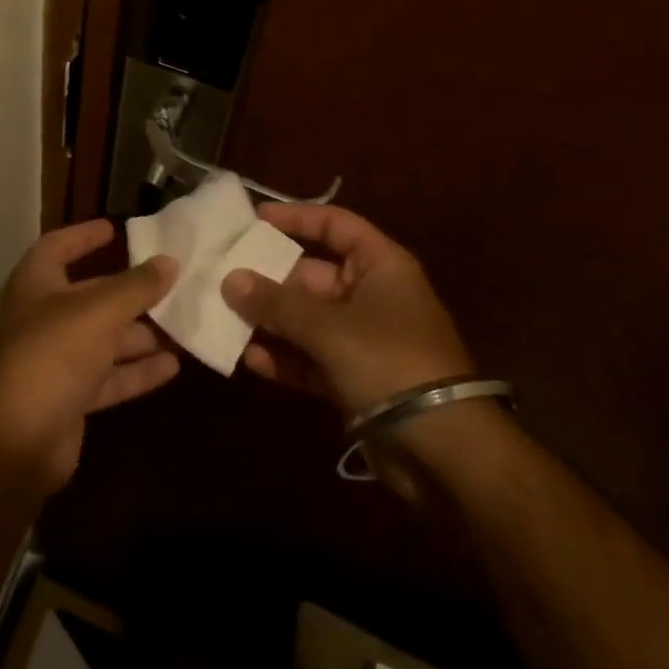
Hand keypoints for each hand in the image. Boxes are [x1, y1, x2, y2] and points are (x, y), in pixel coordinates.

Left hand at [0, 220, 179, 493]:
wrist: (19, 440)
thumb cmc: (53, 354)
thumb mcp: (99, 311)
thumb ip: (136, 286)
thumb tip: (170, 262)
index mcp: (37, 285)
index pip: (57, 247)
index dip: (83, 236)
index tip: (115, 228)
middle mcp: (44, 318)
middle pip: (90, 295)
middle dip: (128, 291)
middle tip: (170, 282)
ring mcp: (57, 361)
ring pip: (104, 339)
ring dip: (140, 333)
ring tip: (183, 324)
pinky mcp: (71, 399)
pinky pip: (109, 377)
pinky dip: (137, 371)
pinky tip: (173, 366)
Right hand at [221, 202, 472, 418]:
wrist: (445, 450)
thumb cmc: (389, 362)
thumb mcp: (328, 327)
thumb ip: (275, 302)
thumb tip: (229, 279)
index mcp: (380, 267)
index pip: (335, 225)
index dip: (296, 218)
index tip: (253, 219)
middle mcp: (372, 296)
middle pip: (311, 275)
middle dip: (269, 279)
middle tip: (223, 275)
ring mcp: (363, 340)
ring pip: (307, 320)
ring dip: (270, 321)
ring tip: (225, 317)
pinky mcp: (355, 379)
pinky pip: (311, 359)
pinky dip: (284, 358)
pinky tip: (249, 359)